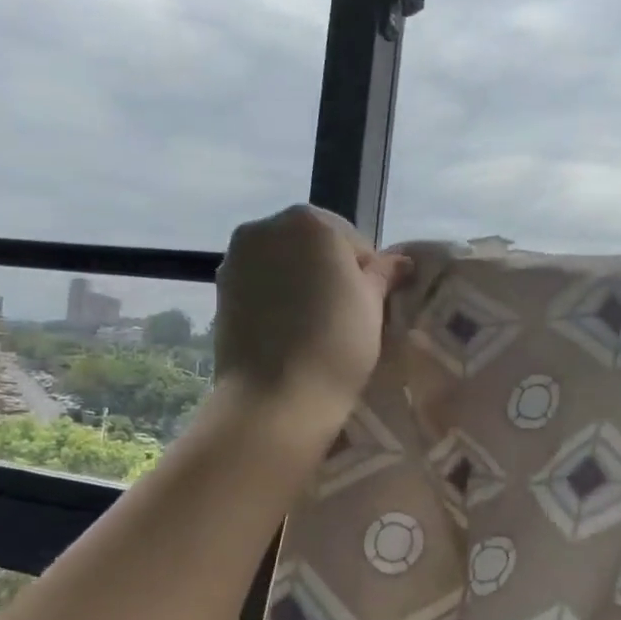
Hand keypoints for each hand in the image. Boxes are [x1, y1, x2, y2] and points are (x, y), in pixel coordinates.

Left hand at [213, 206, 410, 418]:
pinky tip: (287, 330)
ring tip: (313, 324)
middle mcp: (267, 228)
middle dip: (329, 272)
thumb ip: (384, 274)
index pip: (354, 241)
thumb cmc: (336, 344)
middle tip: (344, 315)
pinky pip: (261, 285)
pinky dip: (275, 298)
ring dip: (300, 283)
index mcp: (311, 221)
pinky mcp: (220, 290)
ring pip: (284, 264)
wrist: (275, 398)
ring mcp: (237, 258)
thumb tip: (400, 262)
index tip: (370, 305)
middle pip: (313, 245)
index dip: (367, 273)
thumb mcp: (374, 305)